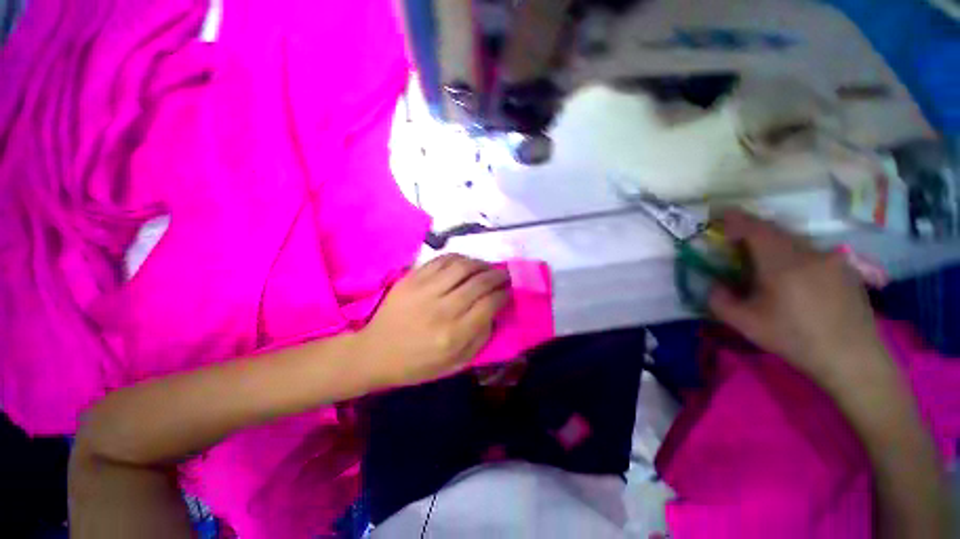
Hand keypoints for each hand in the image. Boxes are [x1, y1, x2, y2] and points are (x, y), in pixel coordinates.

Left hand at [358, 254, 508, 387]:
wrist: (375, 352)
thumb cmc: (417, 364)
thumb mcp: (455, 364)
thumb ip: (480, 338)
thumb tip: (495, 311)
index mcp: (454, 334)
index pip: (489, 304)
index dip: (504, 293)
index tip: (509, 291)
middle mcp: (442, 309)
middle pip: (479, 282)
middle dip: (498, 275)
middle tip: (505, 274)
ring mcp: (425, 290)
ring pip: (462, 266)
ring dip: (481, 264)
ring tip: (487, 267)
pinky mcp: (412, 278)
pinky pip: (442, 260)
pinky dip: (459, 258)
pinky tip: (466, 263)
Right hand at [708, 210, 889, 388]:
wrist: (852, 358)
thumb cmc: (795, 339)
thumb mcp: (746, 324)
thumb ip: (720, 301)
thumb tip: (715, 285)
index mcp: (782, 264)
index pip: (756, 229)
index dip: (736, 220)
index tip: (721, 219)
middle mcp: (809, 253)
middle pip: (776, 231)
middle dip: (753, 232)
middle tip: (738, 244)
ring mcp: (832, 259)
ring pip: (796, 241)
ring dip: (775, 245)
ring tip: (767, 265)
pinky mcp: (846, 268)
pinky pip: (813, 253)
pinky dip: (796, 256)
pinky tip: (796, 280)